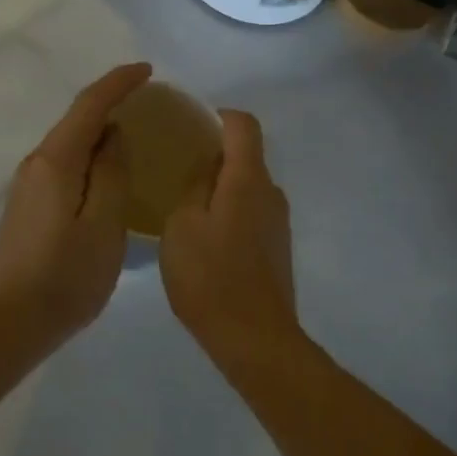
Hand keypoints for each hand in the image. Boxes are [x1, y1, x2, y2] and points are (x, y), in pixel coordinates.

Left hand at [0, 63, 148, 350]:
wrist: (9, 323)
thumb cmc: (66, 276)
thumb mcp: (104, 224)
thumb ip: (112, 172)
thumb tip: (113, 135)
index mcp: (57, 161)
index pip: (89, 105)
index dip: (118, 82)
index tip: (147, 70)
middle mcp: (37, 162)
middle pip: (77, 119)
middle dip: (110, 101)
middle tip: (146, 98)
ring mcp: (28, 184)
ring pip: (69, 141)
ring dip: (99, 128)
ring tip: (133, 131)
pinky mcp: (28, 204)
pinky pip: (64, 162)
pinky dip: (88, 153)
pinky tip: (106, 169)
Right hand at [160, 110, 298, 365]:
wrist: (255, 340)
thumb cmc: (211, 277)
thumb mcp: (182, 225)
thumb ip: (195, 187)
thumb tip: (207, 169)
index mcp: (248, 179)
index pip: (244, 124)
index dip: (219, 116)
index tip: (192, 125)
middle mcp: (271, 192)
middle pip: (246, 156)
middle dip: (214, 156)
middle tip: (178, 169)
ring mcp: (278, 222)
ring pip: (247, 187)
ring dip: (221, 188)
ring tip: (187, 207)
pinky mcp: (278, 248)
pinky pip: (252, 212)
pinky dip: (230, 212)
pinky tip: (206, 239)